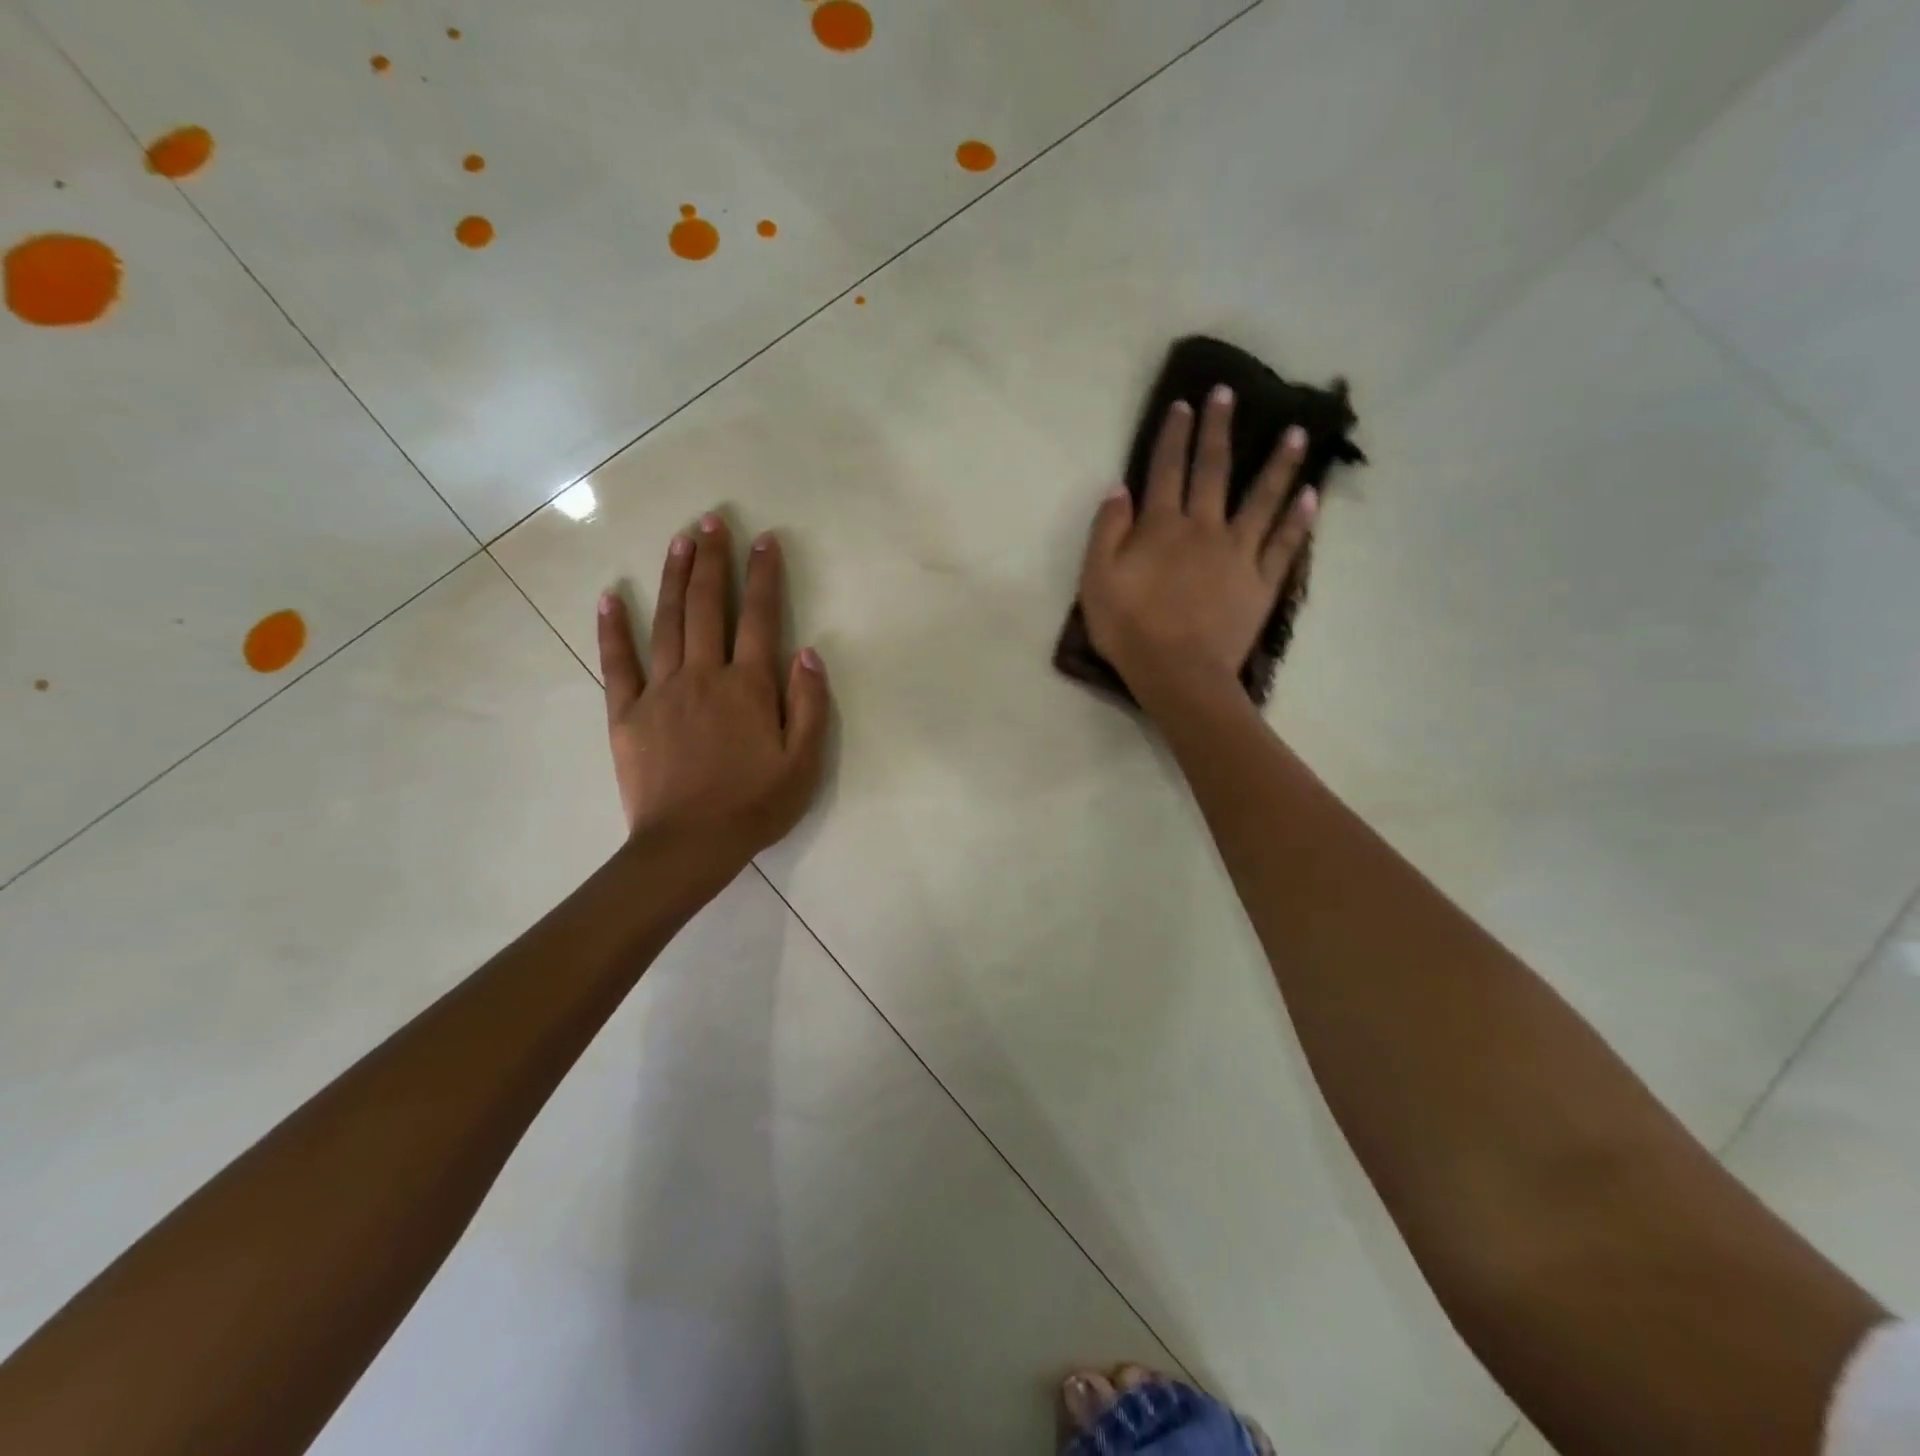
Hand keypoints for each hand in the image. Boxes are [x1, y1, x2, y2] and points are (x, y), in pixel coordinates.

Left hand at [597, 514, 829, 866]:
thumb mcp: (804, 763)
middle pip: (707, 606)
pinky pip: (618, 663)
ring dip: (673, 577)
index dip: (763, 576)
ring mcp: (661, 691)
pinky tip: (610, 596)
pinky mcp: (627, 713)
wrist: (689, 846)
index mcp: (748, 687)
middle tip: (712, 520)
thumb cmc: (754, 806)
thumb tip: (808, 652)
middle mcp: (704, 675)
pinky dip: (612, 628)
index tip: (764, 540)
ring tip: (679, 539)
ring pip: (666, 622)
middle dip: (712, 560)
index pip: (759, 617)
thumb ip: (810, 706)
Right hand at [1078, 385, 1317, 705]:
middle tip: (1228, 395)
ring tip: (1296, 433)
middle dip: (1219, 430)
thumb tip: (1119, 489)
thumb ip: (1106, 532)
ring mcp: (1238, 554)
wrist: (1178, 674)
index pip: (1166, 470)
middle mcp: (1204, 528)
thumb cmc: (1129, 630)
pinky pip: (1284, 545)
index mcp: (1162, 527)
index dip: (1173, 435)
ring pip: (1262, 499)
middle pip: (1214, 471)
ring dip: (1278, 464)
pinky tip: (1310, 496)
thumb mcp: (1096, 581)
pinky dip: (1299, 520)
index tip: (1183, 404)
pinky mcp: (1261, 582)